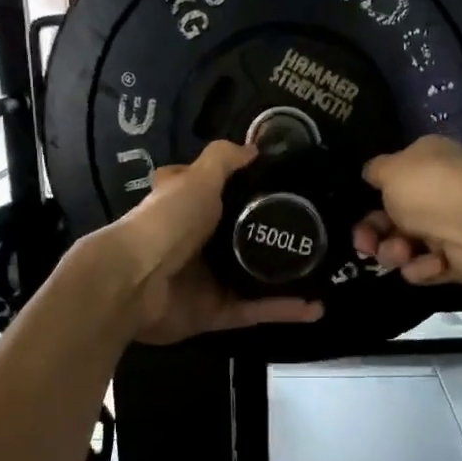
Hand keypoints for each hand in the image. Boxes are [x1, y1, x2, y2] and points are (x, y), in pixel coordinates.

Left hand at [102, 141, 322, 344]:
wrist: (135, 282)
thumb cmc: (166, 221)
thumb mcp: (197, 178)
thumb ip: (223, 161)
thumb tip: (254, 147)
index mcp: (188, 208)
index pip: (217, 193)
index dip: (245, 187)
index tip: (287, 187)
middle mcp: (197, 243)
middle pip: (241, 237)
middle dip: (275, 236)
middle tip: (319, 230)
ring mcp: (206, 281)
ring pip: (254, 278)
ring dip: (286, 277)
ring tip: (326, 271)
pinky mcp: (215, 313)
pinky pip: (255, 311)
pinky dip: (283, 311)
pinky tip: (316, 308)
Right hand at [353, 135, 461, 286]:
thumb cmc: (431, 189)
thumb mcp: (390, 170)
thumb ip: (375, 171)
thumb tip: (371, 173)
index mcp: (427, 161)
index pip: (392, 180)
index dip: (369, 198)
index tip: (355, 213)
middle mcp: (438, 191)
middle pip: (392, 218)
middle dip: (374, 234)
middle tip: (364, 246)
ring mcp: (449, 225)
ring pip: (405, 245)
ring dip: (395, 252)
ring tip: (401, 253)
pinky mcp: (457, 259)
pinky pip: (426, 267)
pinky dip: (423, 268)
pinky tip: (431, 263)